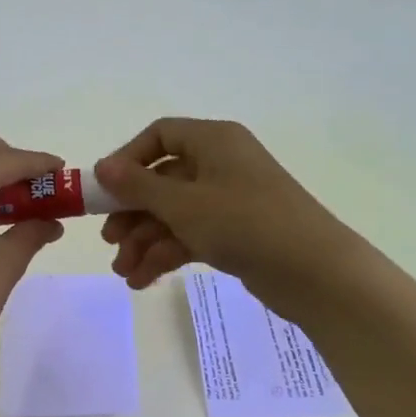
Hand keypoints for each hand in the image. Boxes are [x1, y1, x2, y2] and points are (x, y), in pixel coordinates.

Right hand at [93, 118, 368, 316]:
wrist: (313, 271)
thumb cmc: (243, 223)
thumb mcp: (183, 204)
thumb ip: (137, 186)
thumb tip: (102, 167)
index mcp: (214, 141)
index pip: (160, 136)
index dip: (127, 160)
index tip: (104, 191)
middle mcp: (221, 164)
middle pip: (163, 180)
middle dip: (133, 214)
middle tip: (110, 241)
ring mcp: (230, 200)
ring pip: (175, 213)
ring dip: (146, 241)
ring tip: (125, 273)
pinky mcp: (237, 232)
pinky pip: (192, 235)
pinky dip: (168, 254)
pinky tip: (144, 280)